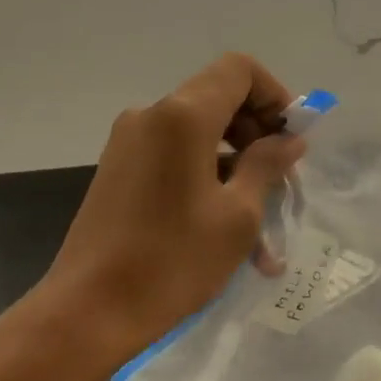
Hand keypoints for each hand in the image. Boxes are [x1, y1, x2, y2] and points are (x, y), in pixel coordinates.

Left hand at [39, 53, 304, 355]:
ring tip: (263, 237)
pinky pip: (171, 162)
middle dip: (257, 137)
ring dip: (234, 173)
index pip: (238, 70)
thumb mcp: (237, 217)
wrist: (89, 309)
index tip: (290, 142)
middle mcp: (149, 117)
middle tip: (281, 186)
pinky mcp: (116, 172)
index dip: (274, 96)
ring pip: (196, 139)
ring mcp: (126, 145)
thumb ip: (266, 166)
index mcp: (181, 116)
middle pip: (217, 101)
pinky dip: (203, 183)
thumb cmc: (172, 262)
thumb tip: (288, 140)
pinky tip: (226, 236)